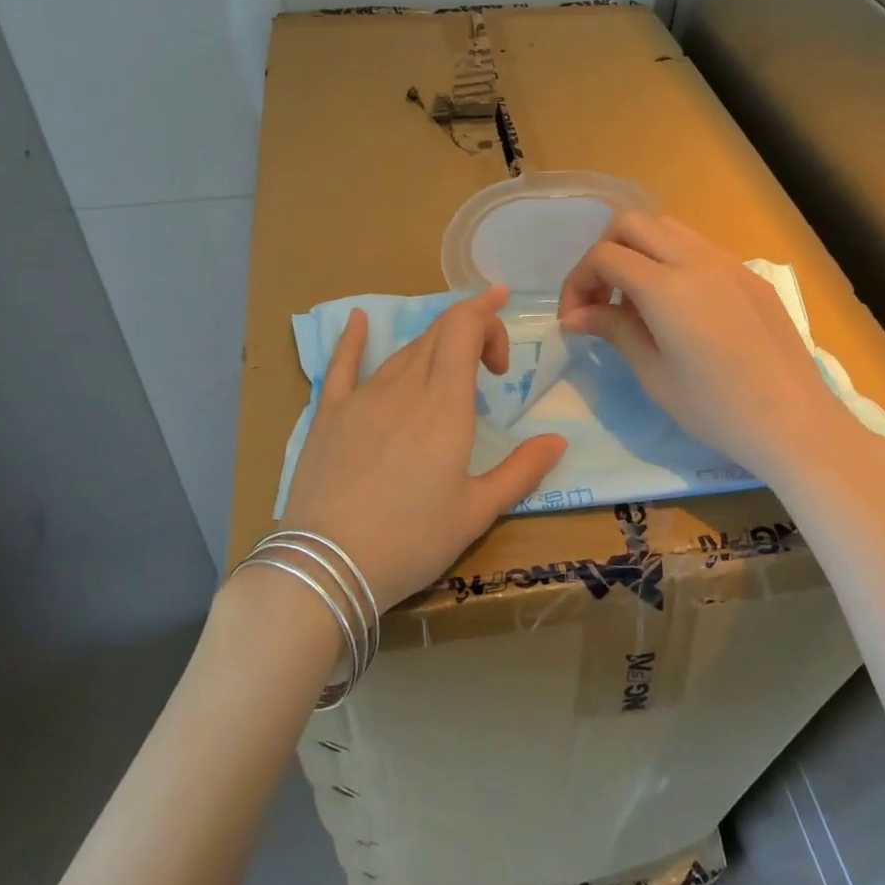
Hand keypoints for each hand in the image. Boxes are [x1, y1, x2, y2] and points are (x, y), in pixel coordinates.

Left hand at [279, 286, 567, 606]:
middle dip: (468, 330)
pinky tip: (357, 318)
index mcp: (445, 405)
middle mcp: (405, 387)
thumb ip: (521, 471)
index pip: (464, 328)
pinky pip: (342, 364)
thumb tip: (557, 440)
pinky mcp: (329, 412)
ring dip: (432, 347)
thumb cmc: (411, 541)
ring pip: (403, 350)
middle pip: (437, 333)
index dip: (486, 320)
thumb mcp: (476, 512)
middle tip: (489, 362)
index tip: (501, 360)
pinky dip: (354, 337)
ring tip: (449, 368)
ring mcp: (362, 396)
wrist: (327, 566)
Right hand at [558, 213, 884, 503]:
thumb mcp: (654, 374)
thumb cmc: (716, 409)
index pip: (605, 256)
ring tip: (636, 301)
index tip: (574, 319)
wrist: (794, 423)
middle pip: (632, 224)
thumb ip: (613, 330)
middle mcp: (697, 261)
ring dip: (639, 251)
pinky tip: (677, 307)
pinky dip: (671, 261)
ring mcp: (729, 263)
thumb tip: (574, 316)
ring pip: (668, 228)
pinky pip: (699, 248)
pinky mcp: (750, 276)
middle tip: (600, 298)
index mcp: (667, 288)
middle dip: (604, 253)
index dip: (578, 282)